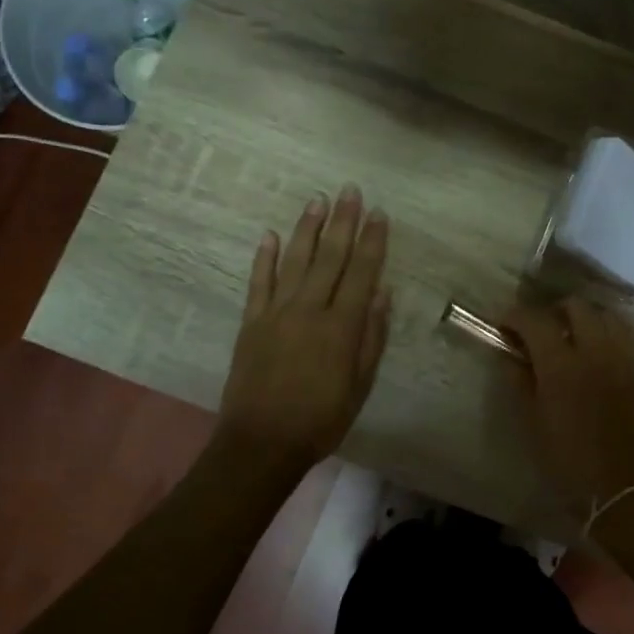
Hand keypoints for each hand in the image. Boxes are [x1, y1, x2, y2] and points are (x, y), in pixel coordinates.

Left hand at [217, 185, 390, 475]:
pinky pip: (259, 282)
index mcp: (341, 326)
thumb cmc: (321, 419)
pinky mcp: (251, 322)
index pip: (362, 273)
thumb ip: (371, 337)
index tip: (378, 214)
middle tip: (349, 191)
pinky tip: (270, 235)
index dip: (372, 241)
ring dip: (307, 229)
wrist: (262, 442)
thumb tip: (382, 293)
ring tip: (317, 200)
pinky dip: (264, 257)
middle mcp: (309, 309)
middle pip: (330, 257)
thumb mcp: (360, 385)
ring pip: (295, 261)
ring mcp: (276, 312)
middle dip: (342, 222)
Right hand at [505, 298, 633, 513]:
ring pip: (607, 316)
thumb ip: (522, 385)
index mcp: (562, 366)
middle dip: (553, 312)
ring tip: (573, 341)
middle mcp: (597, 351)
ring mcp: (627, 358)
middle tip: (541, 332)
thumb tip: (511, 357)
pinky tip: (599, 360)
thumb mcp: (536, 428)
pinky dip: (608, 337)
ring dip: (585, 320)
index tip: (505, 325)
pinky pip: (626, 338)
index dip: (515, 316)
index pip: (534, 320)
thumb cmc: (574, 467)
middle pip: (576, 306)